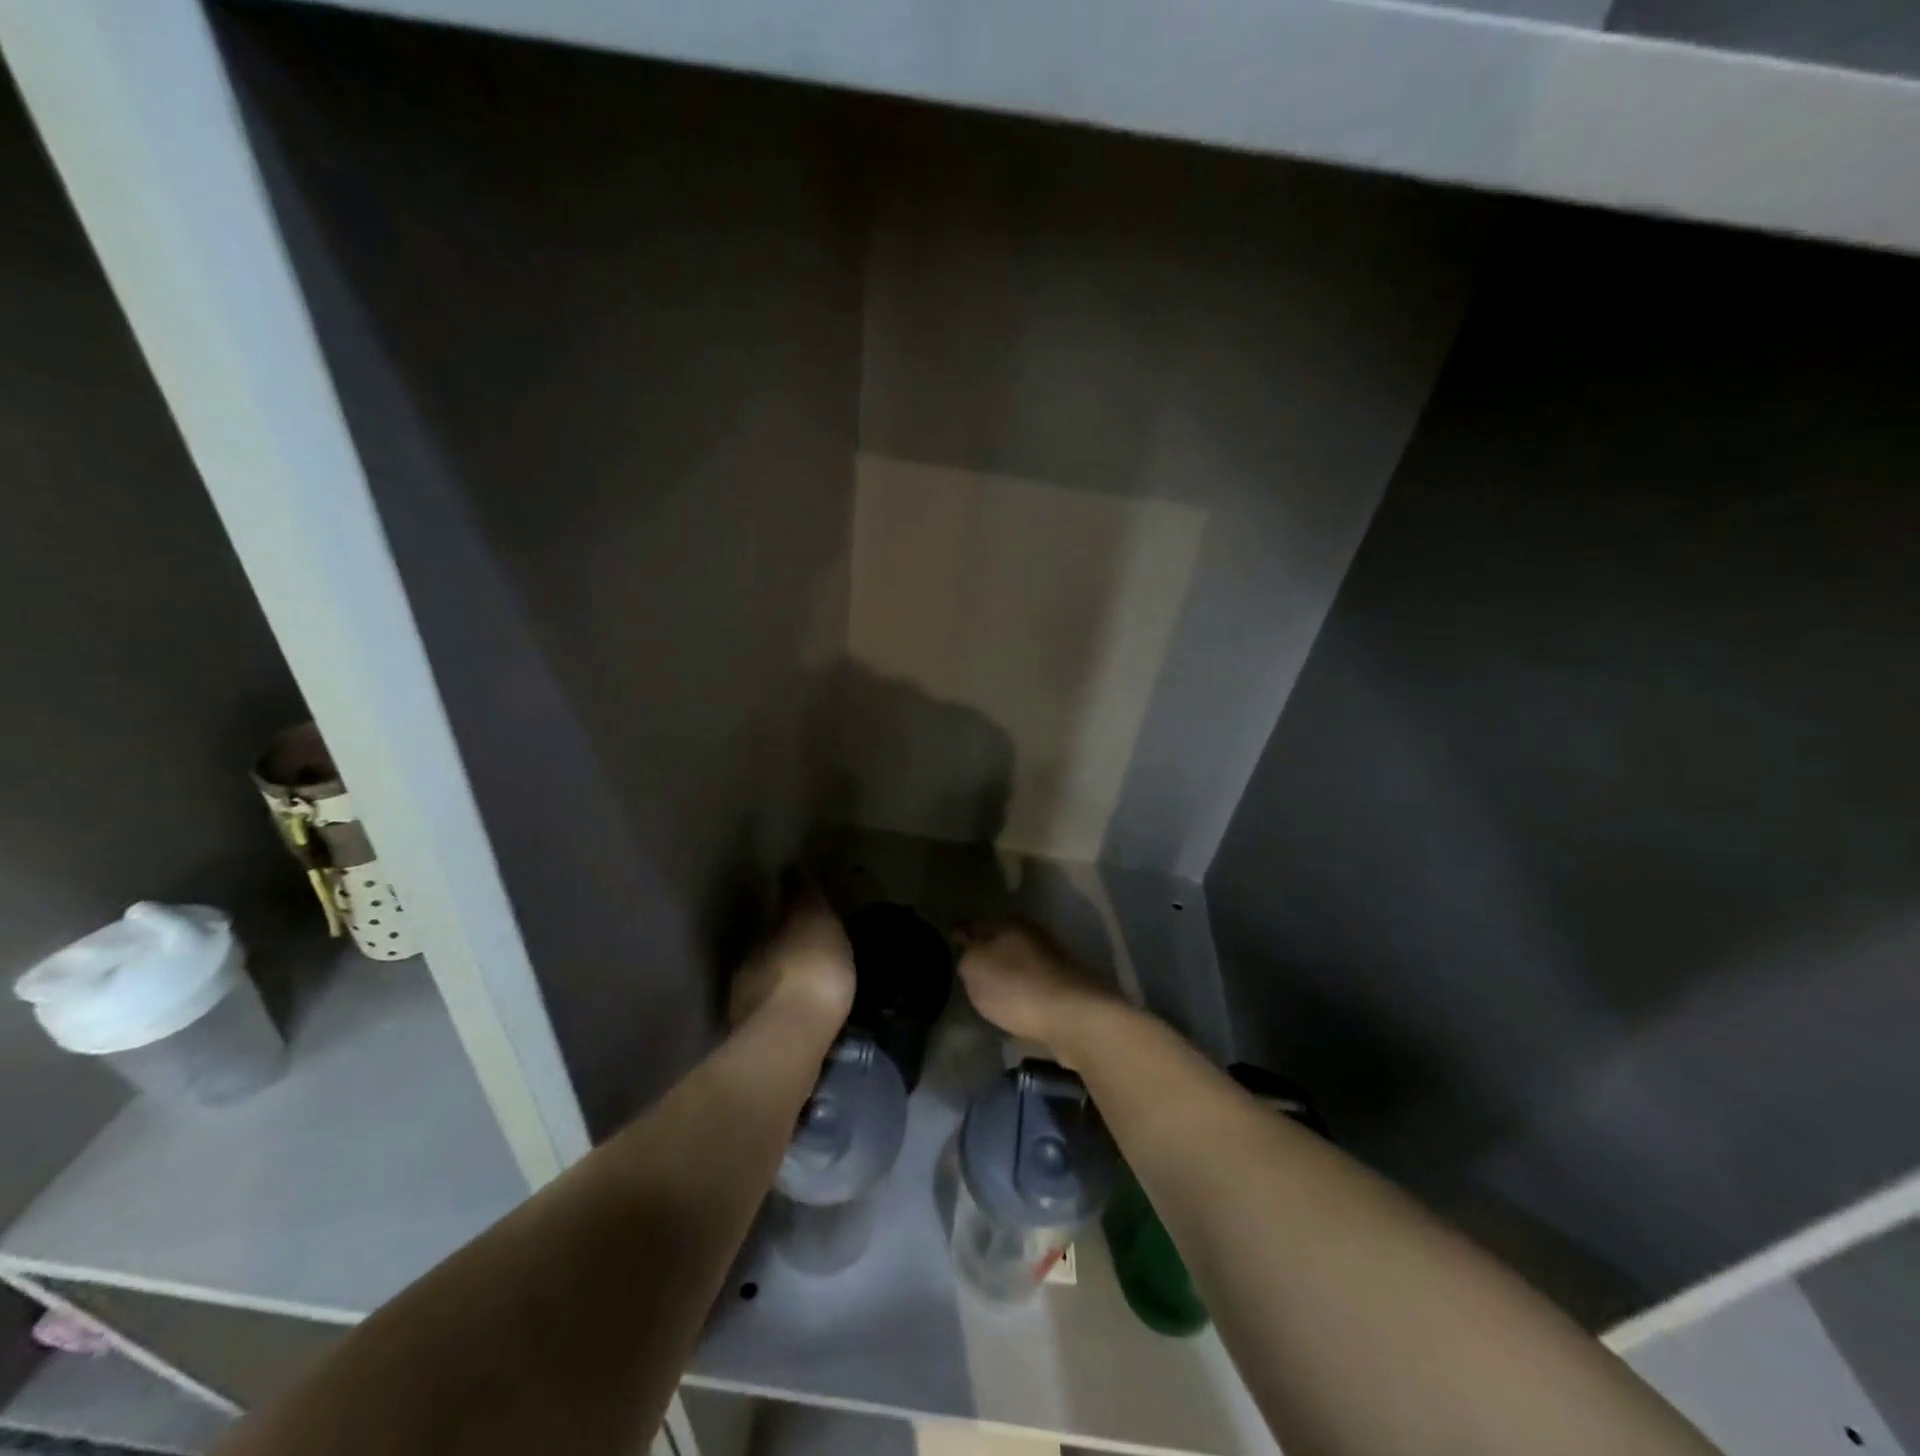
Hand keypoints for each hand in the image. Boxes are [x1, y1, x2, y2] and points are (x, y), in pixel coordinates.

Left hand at [729, 890, 855, 1032]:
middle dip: (785, 952)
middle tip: (811, 952)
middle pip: (767, 954)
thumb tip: (787, 866)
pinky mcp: (760, 1043)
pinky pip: (777, 1016)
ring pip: (768, 987)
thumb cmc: (809, 966)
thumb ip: (800, 895)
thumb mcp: (813, 919)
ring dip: (785, 984)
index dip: (788, 918)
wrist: (794, 1037)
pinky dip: (788, 1011)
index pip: (772, 921)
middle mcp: (747, 970)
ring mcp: (749, 1010)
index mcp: (760, 938)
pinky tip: (806, 1015)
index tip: (803, 916)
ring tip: (812, 987)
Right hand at [956, 922, 1119, 1061]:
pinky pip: (1033, 983)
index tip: (952, 937)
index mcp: (1009, 924)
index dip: (963, 931)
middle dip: (987, 948)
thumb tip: (968, 946)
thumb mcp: (975, 967)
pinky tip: (1014, 1002)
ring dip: (1007, 970)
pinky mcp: (1064, 987)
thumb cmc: (1016, 986)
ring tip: (989, 987)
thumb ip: (966, 954)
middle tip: (969, 963)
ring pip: (1020, 960)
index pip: (977, 923)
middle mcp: (1033, 935)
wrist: (1072, 1017)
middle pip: (1002, 939)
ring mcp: (1052, 960)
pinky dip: (1022, 989)